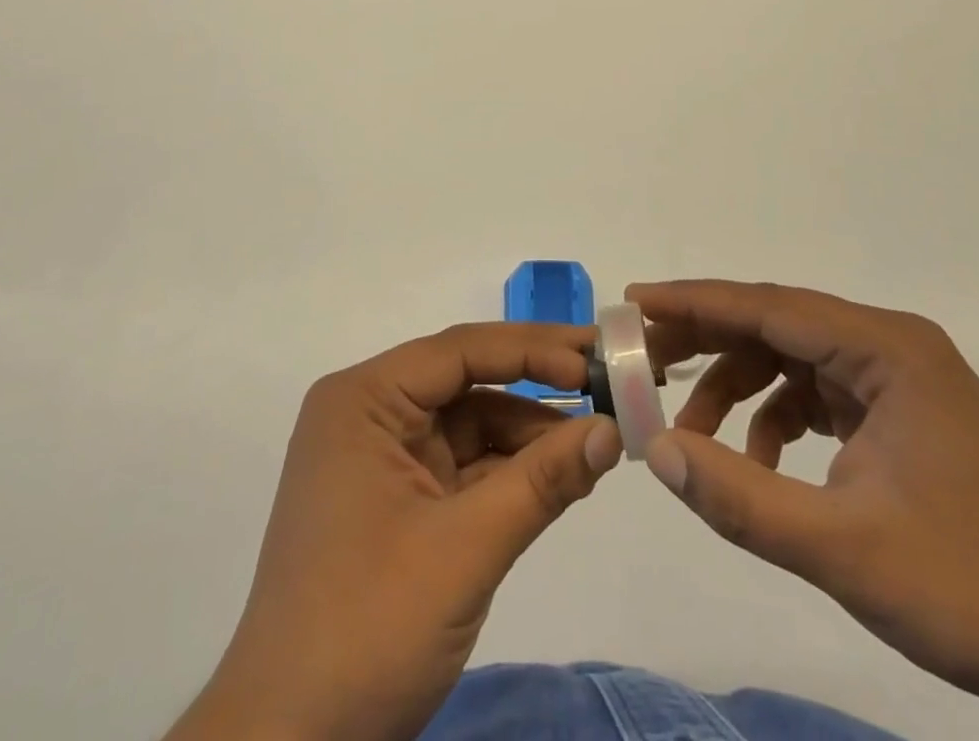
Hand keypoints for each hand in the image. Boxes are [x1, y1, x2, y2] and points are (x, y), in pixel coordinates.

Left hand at [169, 323, 622, 740]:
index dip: (532, 350)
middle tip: (607, 385)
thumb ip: (542, 482)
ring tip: (598, 441)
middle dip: (536, 388)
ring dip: (530, 435)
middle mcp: (369, 414)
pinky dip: (510, 472)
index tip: (594, 357)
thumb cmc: (367, 627)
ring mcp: (381, 458)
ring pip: (470, 425)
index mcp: (364, 400)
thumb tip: (613, 430)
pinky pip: (462, 466)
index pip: (459, 352)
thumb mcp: (465, 549)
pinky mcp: (396, 501)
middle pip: (465, 382)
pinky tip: (561, 476)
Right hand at [630, 281, 978, 739]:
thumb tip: (654, 449)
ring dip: (738, 387)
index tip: (636, 301)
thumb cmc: (970, 592)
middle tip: (643, 359)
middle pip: (776, 323)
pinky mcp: (899, 412)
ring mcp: (898, 378)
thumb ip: (739, 497)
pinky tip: (761, 463)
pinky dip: (776, 416)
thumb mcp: (841, 548)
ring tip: (693, 430)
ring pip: (791, 357)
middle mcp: (892, 346)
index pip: (771, 306)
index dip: (696, 301)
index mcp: (888, 349)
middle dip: (706, 340)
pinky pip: (816, 392)